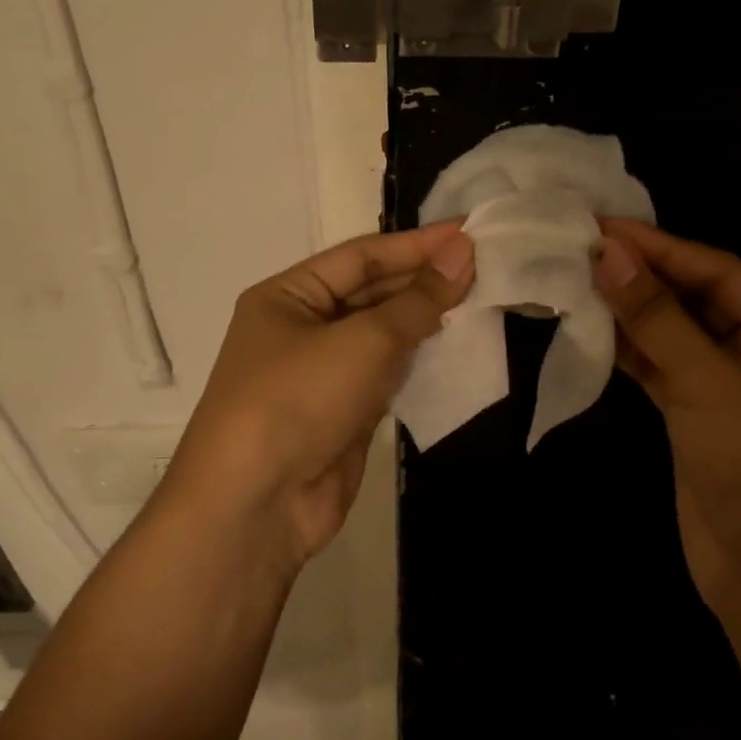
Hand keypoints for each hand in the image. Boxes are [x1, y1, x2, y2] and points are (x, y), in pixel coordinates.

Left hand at [163, 224, 474, 569]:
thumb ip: (417, 301)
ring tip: (479, 299)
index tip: (469, 233)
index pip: (361, 256)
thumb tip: (462, 254)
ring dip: (425, 320)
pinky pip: (386, 374)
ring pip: (382, 334)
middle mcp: (302, 328)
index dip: (417, 244)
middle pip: (371, 292)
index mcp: (288, 296)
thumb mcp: (362, 341)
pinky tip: (455, 347)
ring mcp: (322, 373)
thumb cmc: (299, 400)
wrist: (257, 506)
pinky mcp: (343, 413)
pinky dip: (418, 360)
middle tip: (483, 266)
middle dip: (423, 280)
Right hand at [593, 219, 740, 628]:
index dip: (659, 246)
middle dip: (642, 276)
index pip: (718, 270)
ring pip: (675, 334)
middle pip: (696, 298)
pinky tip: (592, 328)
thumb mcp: (710, 380)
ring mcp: (730, 386)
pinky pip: (663, 369)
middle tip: (580, 247)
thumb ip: (657, 315)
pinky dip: (631, 351)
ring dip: (631, 312)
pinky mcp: (700, 418)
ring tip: (576, 278)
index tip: (601, 225)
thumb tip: (609, 252)